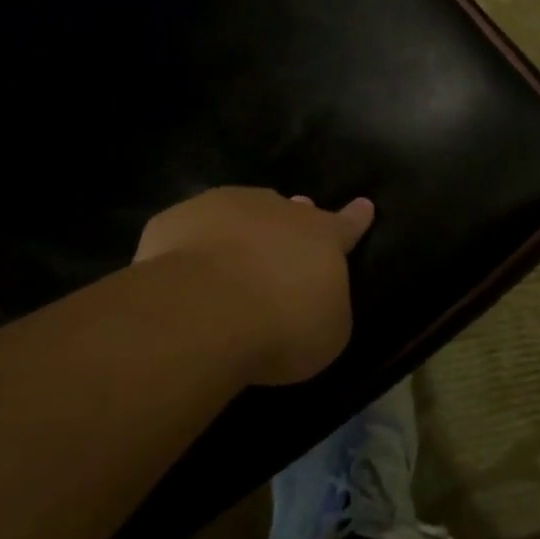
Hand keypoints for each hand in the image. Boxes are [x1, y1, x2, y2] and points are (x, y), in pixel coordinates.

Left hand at [134, 187, 375, 385]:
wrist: (204, 311)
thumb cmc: (282, 326)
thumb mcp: (327, 333)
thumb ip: (327, 307)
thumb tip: (316, 298)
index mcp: (323, 236)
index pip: (347, 224)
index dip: (356, 218)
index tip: (364, 205)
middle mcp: (278, 211)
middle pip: (289, 212)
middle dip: (290, 225)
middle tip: (284, 245)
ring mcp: (224, 208)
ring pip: (239, 212)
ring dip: (240, 231)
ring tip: (230, 262)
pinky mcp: (175, 220)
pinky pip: (189, 230)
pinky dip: (191, 247)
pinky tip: (181, 275)